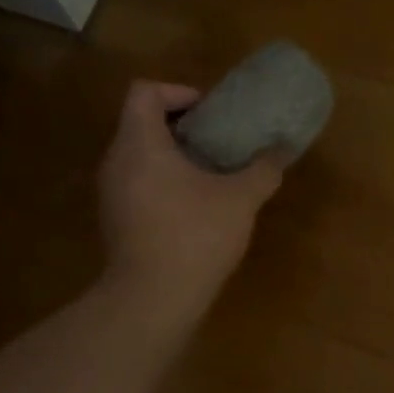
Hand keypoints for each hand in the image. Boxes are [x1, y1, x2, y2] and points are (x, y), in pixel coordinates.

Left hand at [97, 81, 285, 321]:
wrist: (152, 300)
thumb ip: (263, 169)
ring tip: (209, 172)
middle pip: (140, 121)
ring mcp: (110, 193)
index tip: (208, 113)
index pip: (144, 92)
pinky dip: (161, 181)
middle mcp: (116, 161)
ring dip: (171, 155)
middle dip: (180, 125)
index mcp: (141, 144)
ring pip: (138, 155)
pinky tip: (193, 206)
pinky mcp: (114, 219)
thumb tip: (283, 149)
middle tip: (216, 140)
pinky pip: (136, 182)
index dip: (177, 92)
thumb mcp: (240, 199)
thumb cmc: (194, 236)